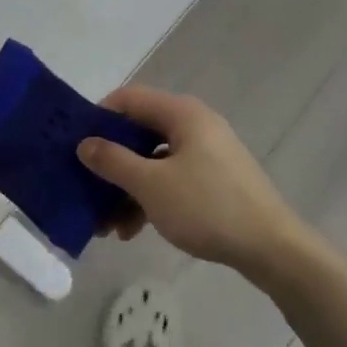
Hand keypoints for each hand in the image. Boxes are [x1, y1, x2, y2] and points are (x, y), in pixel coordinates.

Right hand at [78, 87, 304, 274]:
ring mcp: (206, 153)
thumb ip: (113, 161)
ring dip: (126, 188)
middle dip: (110, 164)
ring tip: (106, 225)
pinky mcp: (214, 179)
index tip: (74, 144)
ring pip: (153, 161)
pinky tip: (133, 230)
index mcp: (181, 113)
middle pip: (139, 133)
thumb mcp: (151, 185)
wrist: (271, 248)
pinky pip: (171, 179)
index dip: (98, 117)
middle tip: (85, 189)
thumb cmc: (207, 207)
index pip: (129, 99)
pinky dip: (150, 198)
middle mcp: (194, 124)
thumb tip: (84, 143)